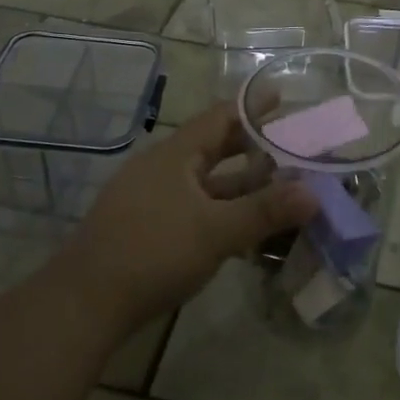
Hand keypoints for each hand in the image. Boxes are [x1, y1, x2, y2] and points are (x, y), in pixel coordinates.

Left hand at [54, 100, 316, 331]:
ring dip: (240, 184)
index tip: (280, 96)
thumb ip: (264, 212)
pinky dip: (223, 210)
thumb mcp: (215, 231)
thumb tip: (314, 194)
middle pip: (213, 148)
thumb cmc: (153, 252)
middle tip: (289, 143)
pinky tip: (243, 227)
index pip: (220, 118)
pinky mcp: (148, 229)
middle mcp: (162, 169)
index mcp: (176, 155)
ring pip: (206, 183)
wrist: (85, 302)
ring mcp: (152, 200)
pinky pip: (195, 208)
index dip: (251, 107)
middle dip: (251, 147)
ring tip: (278, 185)